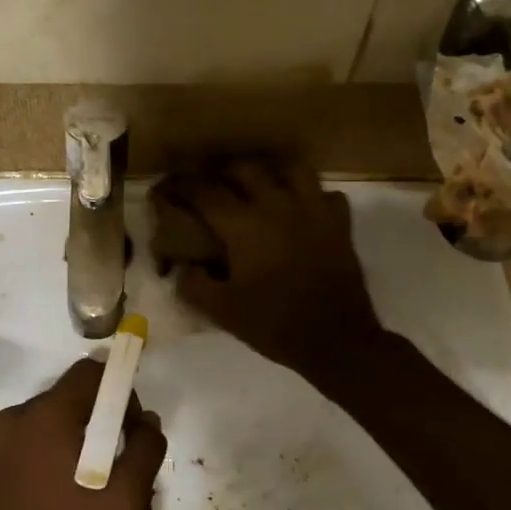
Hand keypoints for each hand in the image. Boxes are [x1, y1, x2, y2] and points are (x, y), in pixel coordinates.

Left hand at [0, 360, 166, 509]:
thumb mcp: (123, 500)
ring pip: (45, 430)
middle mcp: (13, 420)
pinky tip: (54, 509)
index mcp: (46, 415)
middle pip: (68, 401)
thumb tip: (147, 420)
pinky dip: (45, 465)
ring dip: (72, 449)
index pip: (90, 373)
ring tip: (88, 498)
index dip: (119, 391)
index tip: (130, 431)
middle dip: (98, 426)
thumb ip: (145, 450)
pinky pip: (23, 453)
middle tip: (116, 472)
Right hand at [150, 159, 384, 377]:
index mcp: (244, 226)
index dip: (183, 186)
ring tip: (262, 186)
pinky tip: (303, 210)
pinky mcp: (340, 224)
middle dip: (223, 172)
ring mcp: (313, 211)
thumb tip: (184, 267)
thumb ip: (195, 285)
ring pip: (292, 169)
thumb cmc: (275, 324)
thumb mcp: (223, 312)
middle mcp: (277, 206)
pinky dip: (313, 196)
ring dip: (272, 172)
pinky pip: (327, 195)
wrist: (336, 340)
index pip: (205, 193)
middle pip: (246, 170)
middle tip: (212, 185)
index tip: (171, 188)